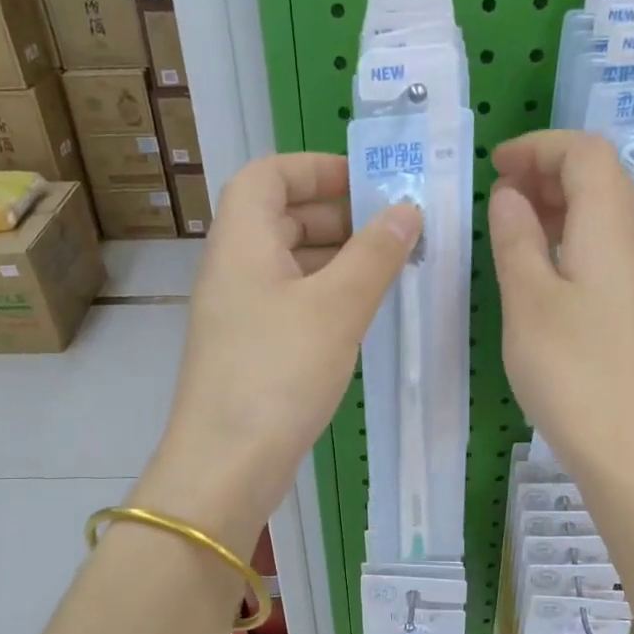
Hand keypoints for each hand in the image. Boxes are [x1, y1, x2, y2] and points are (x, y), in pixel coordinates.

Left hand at [135, 153, 421, 552]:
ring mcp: (238, 312)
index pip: (268, 175)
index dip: (315, 168)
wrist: (227, 464)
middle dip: (336, 214)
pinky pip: (289, 302)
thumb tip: (406, 210)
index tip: (367, 183)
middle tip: (392, 230)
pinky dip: (324, 296)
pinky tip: (360, 315)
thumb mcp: (336, 308)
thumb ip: (375, 255)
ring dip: (335, 257)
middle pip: (279, 217)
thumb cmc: (279, 373)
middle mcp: (233, 269)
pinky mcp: (249, 350)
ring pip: (288, 263)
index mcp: (242, 241)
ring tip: (388, 270)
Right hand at [489, 131, 633, 477]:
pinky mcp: (628, 303)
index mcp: (609, 227)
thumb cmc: (569, 369)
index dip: (540, 146)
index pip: (586, 153)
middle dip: (547, 169)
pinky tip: (536, 263)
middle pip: (599, 176)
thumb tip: (510, 195)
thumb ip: (517, 237)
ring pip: (600, 212)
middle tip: (498, 192)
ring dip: (556, 203)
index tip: (495, 166)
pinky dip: (567, 235)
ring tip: (510, 222)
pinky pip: (600, 245)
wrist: (622, 443)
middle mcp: (632, 240)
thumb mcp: (527, 298)